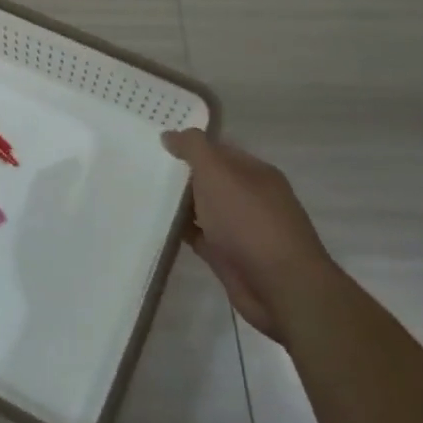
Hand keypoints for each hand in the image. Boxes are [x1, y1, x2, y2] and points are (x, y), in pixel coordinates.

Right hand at [162, 128, 333, 342]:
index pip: (217, 149)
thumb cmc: (249, 222)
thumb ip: (193, 149)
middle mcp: (250, 197)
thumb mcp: (217, 173)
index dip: (188, 144)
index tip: (155, 143)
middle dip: (180, 173)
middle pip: (209, 178)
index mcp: (254, 173)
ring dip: (178, 203)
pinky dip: (180, 230)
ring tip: (140, 191)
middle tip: (141, 165)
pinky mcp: (228, 256)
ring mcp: (240, 228)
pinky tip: (155, 224)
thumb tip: (170, 134)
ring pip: (202, 208)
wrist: (281, 288)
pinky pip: (198, 235)